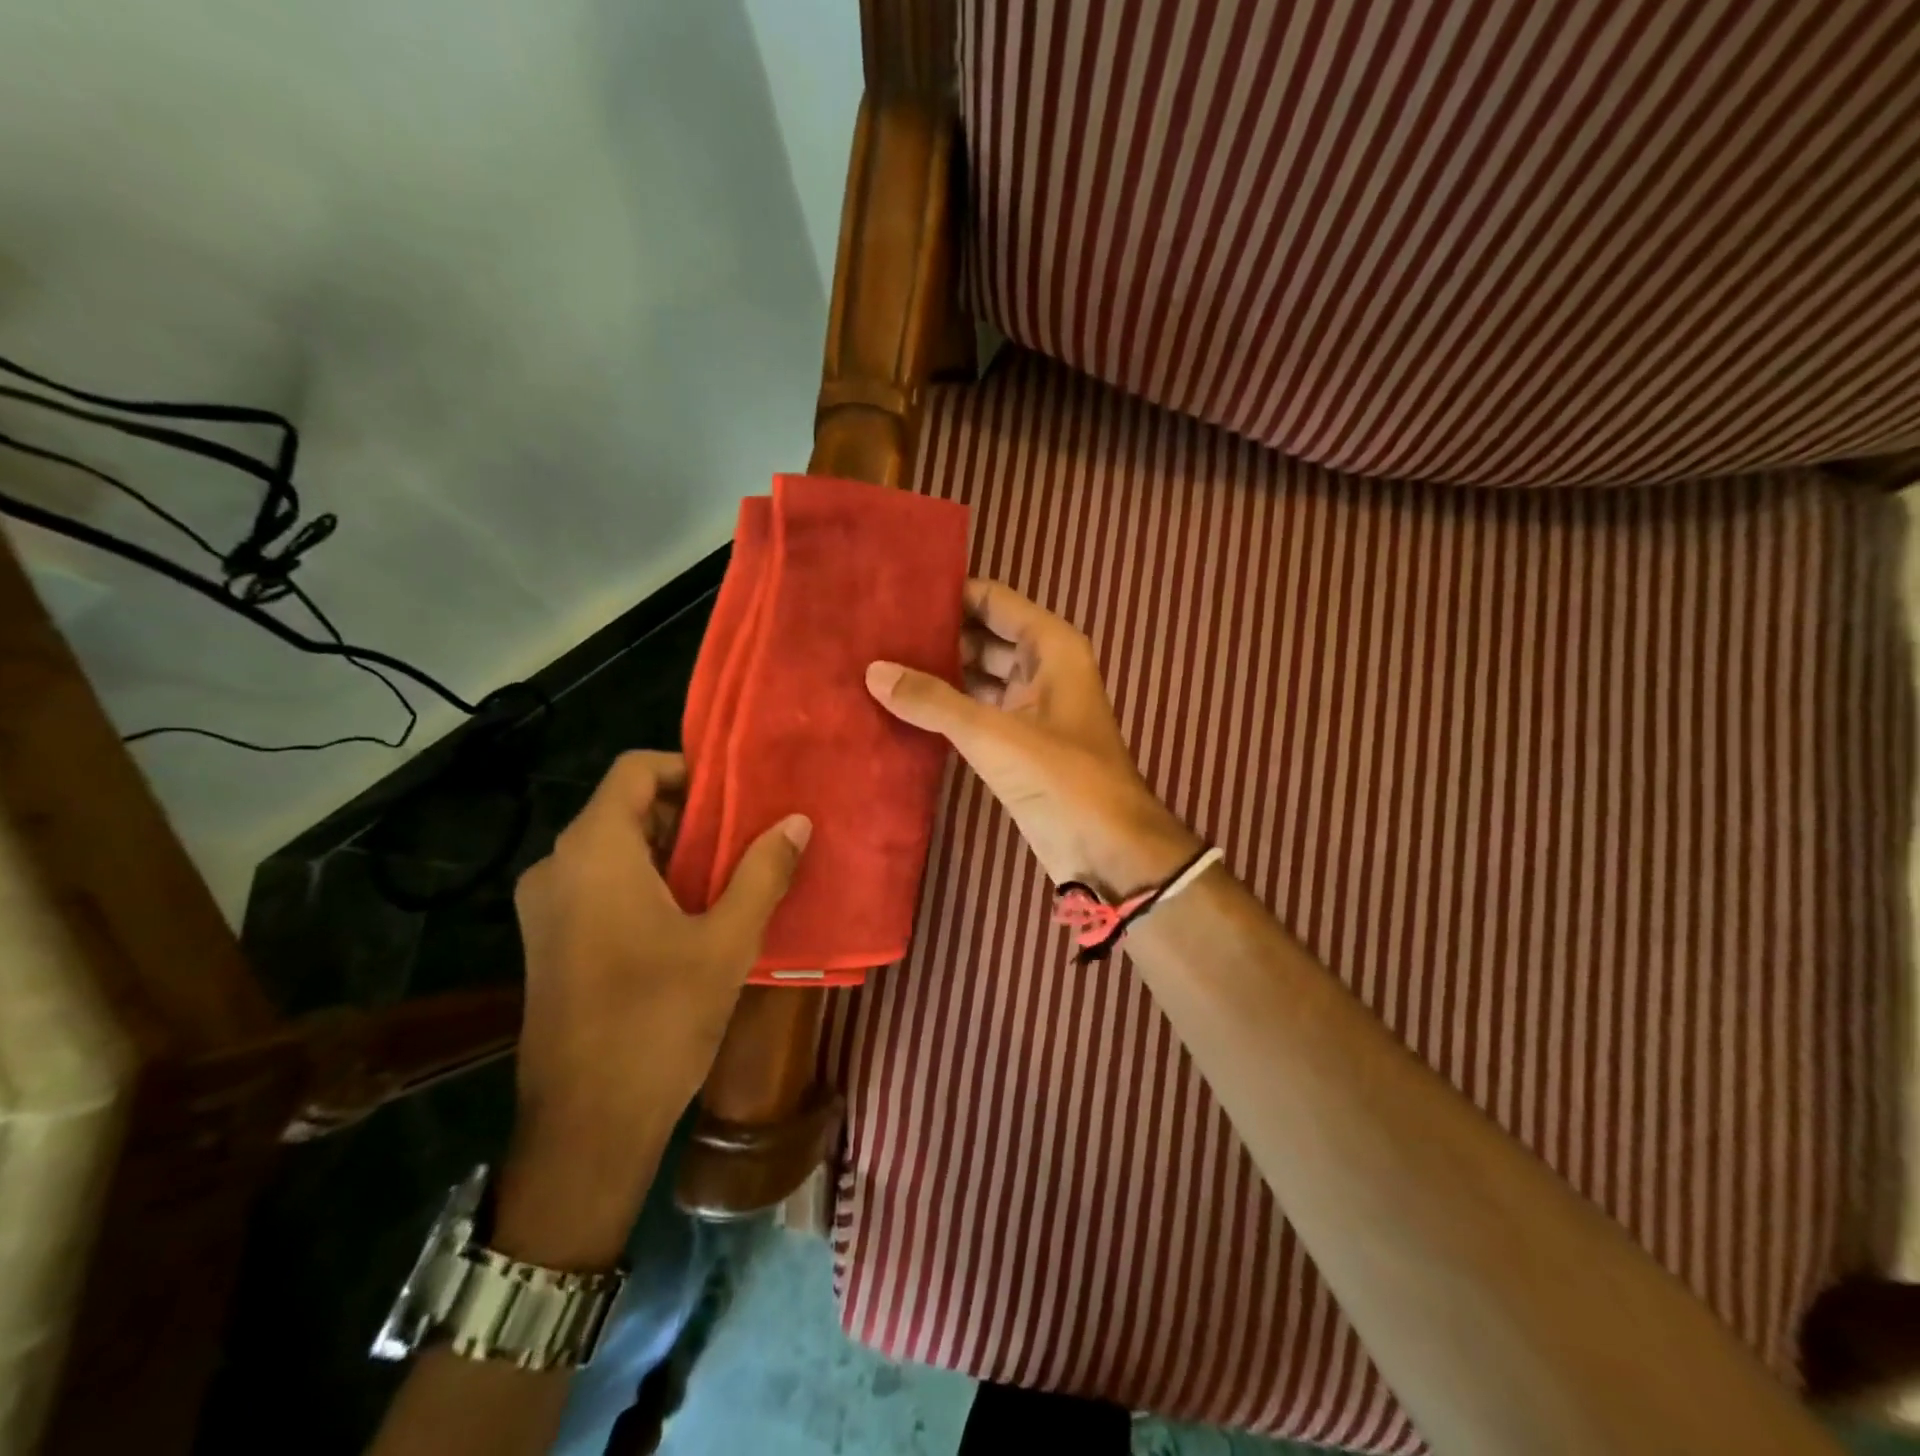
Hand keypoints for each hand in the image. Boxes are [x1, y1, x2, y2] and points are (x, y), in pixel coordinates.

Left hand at [494, 751, 809, 1267]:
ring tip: (731, 875)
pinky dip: (646, 882)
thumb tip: (797, 821)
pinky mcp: (549, 942)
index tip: (738, 794)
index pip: (636, 770)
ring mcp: (546, 908)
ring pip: (615, 849)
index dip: (689, 769)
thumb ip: (763, 872)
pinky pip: (601, 885)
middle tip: (747, 837)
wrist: (585, 1126)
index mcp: (594, 852)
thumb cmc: (658, 1020)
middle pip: (627, 808)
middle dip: (690, 815)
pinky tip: (692, 916)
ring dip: (673, 852)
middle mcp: (557, 867)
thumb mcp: (728, 941)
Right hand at [866, 578, 1198, 896]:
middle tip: (875, 632)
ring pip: (977, 674)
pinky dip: (946, 707)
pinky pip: (976, 710)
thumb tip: (873, 671)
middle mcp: (1042, 668)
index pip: (993, 600)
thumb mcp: (995, 735)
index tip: (894, 594)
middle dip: (936, 635)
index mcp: (1051, 647)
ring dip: (938, 672)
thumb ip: (934, 702)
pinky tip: (903, 706)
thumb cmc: (1064, 778)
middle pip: (982, 635)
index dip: (948, 594)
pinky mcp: (1017, 743)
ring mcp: (1030, 706)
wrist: (1108, 851)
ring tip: (879, 663)